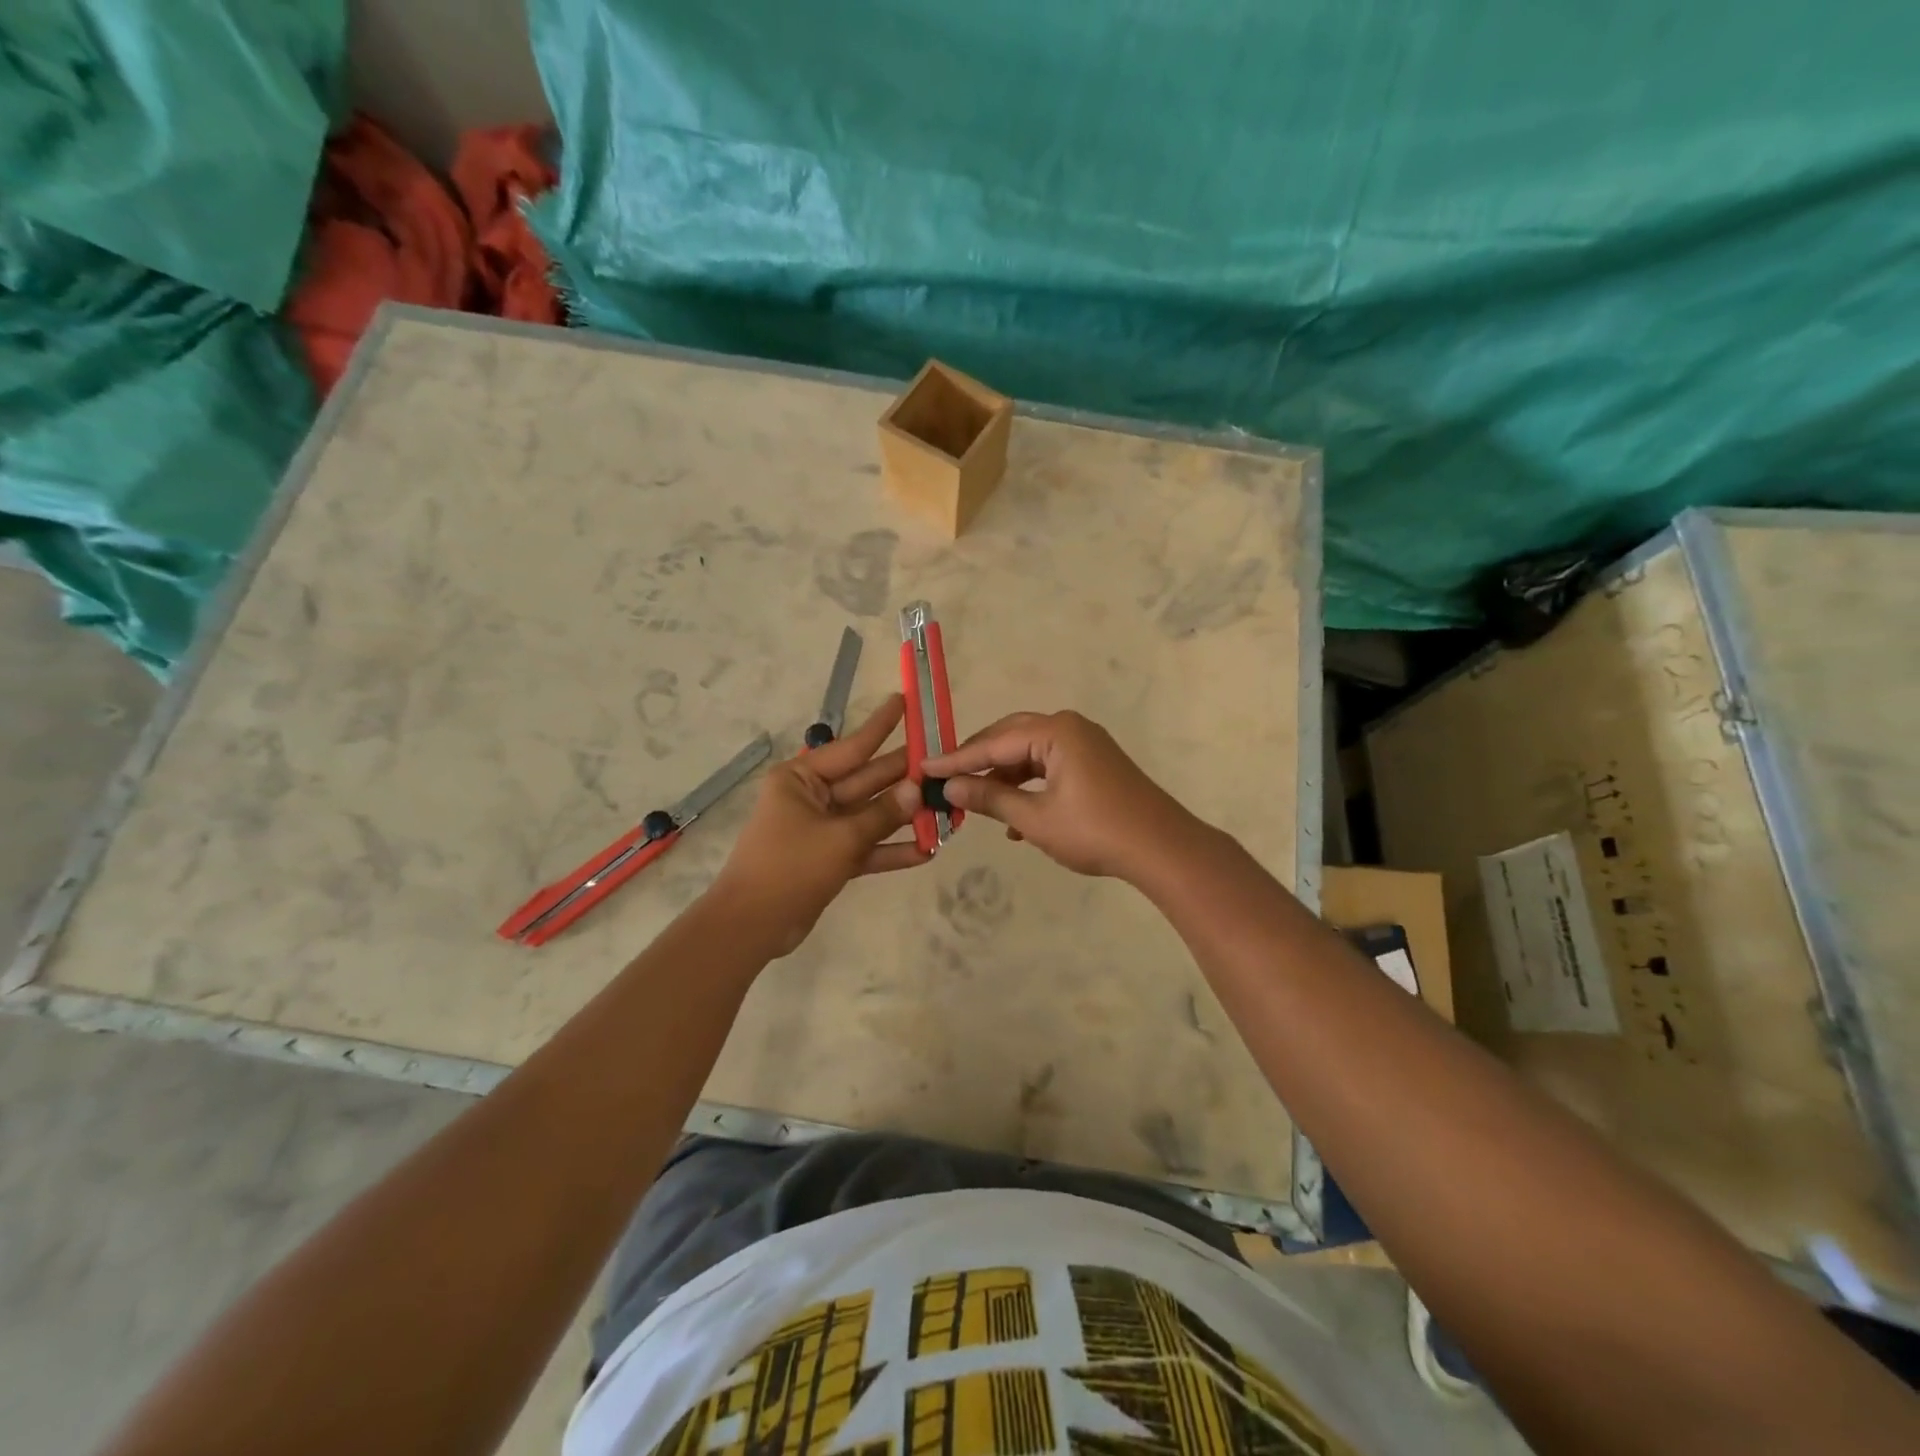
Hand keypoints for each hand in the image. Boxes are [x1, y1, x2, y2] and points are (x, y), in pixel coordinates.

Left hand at [709, 695, 926, 955]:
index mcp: (802, 778)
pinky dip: (891, 850)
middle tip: (943, 762)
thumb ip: (882, 814)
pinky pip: (866, 847)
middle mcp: (812, 797)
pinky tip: (926, 851)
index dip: (882, 726)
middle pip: (866, 781)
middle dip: (904, 776)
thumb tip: (918, 790)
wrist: (752, 926)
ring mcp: (822, 829)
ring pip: (870, 815)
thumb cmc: (790, 867)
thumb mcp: (841, 838)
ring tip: (945, 807)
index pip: (851, 747)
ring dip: (904, 816)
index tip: (906, 702)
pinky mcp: (830, 858)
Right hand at [921, 710, 1197, 880]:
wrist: (1162, 849)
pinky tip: (1015, 821)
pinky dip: (1029, 787)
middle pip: (1010, 738)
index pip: (993, 742)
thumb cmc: (1095, 831)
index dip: (956, 759)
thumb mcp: (1035, 819)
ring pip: (1030, 754)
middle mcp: (1069, 728)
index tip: (923, 768)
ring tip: (976, 804)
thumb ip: (990, 799)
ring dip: (1003, 778)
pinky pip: (1049, 766)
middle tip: (945, 779)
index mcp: (1055, 732)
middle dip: (978, 762)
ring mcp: (1085, 744)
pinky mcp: (1094, 763)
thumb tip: (949, 788)